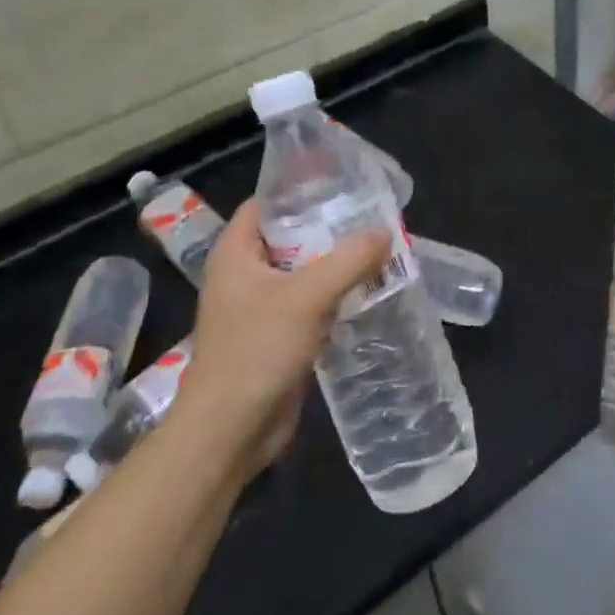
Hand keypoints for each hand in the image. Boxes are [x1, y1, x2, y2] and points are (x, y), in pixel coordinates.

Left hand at [184, 199, 390, 472]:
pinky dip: (333, 296)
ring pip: (301, 273)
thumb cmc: (257, 351)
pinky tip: (366, 291)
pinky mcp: (275, 337)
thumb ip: (349, 260)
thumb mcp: (308, 297)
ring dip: (334, 264)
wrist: (230, 430)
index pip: (265, 204)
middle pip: (288, 237)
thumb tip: (385, 233)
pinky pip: (307, 304)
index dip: (299, 190)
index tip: (341, 183)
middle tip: (370, 216)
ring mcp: (258, 308)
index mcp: (236, 253)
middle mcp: (244, 274)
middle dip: (327, 228)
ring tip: (377, 249)